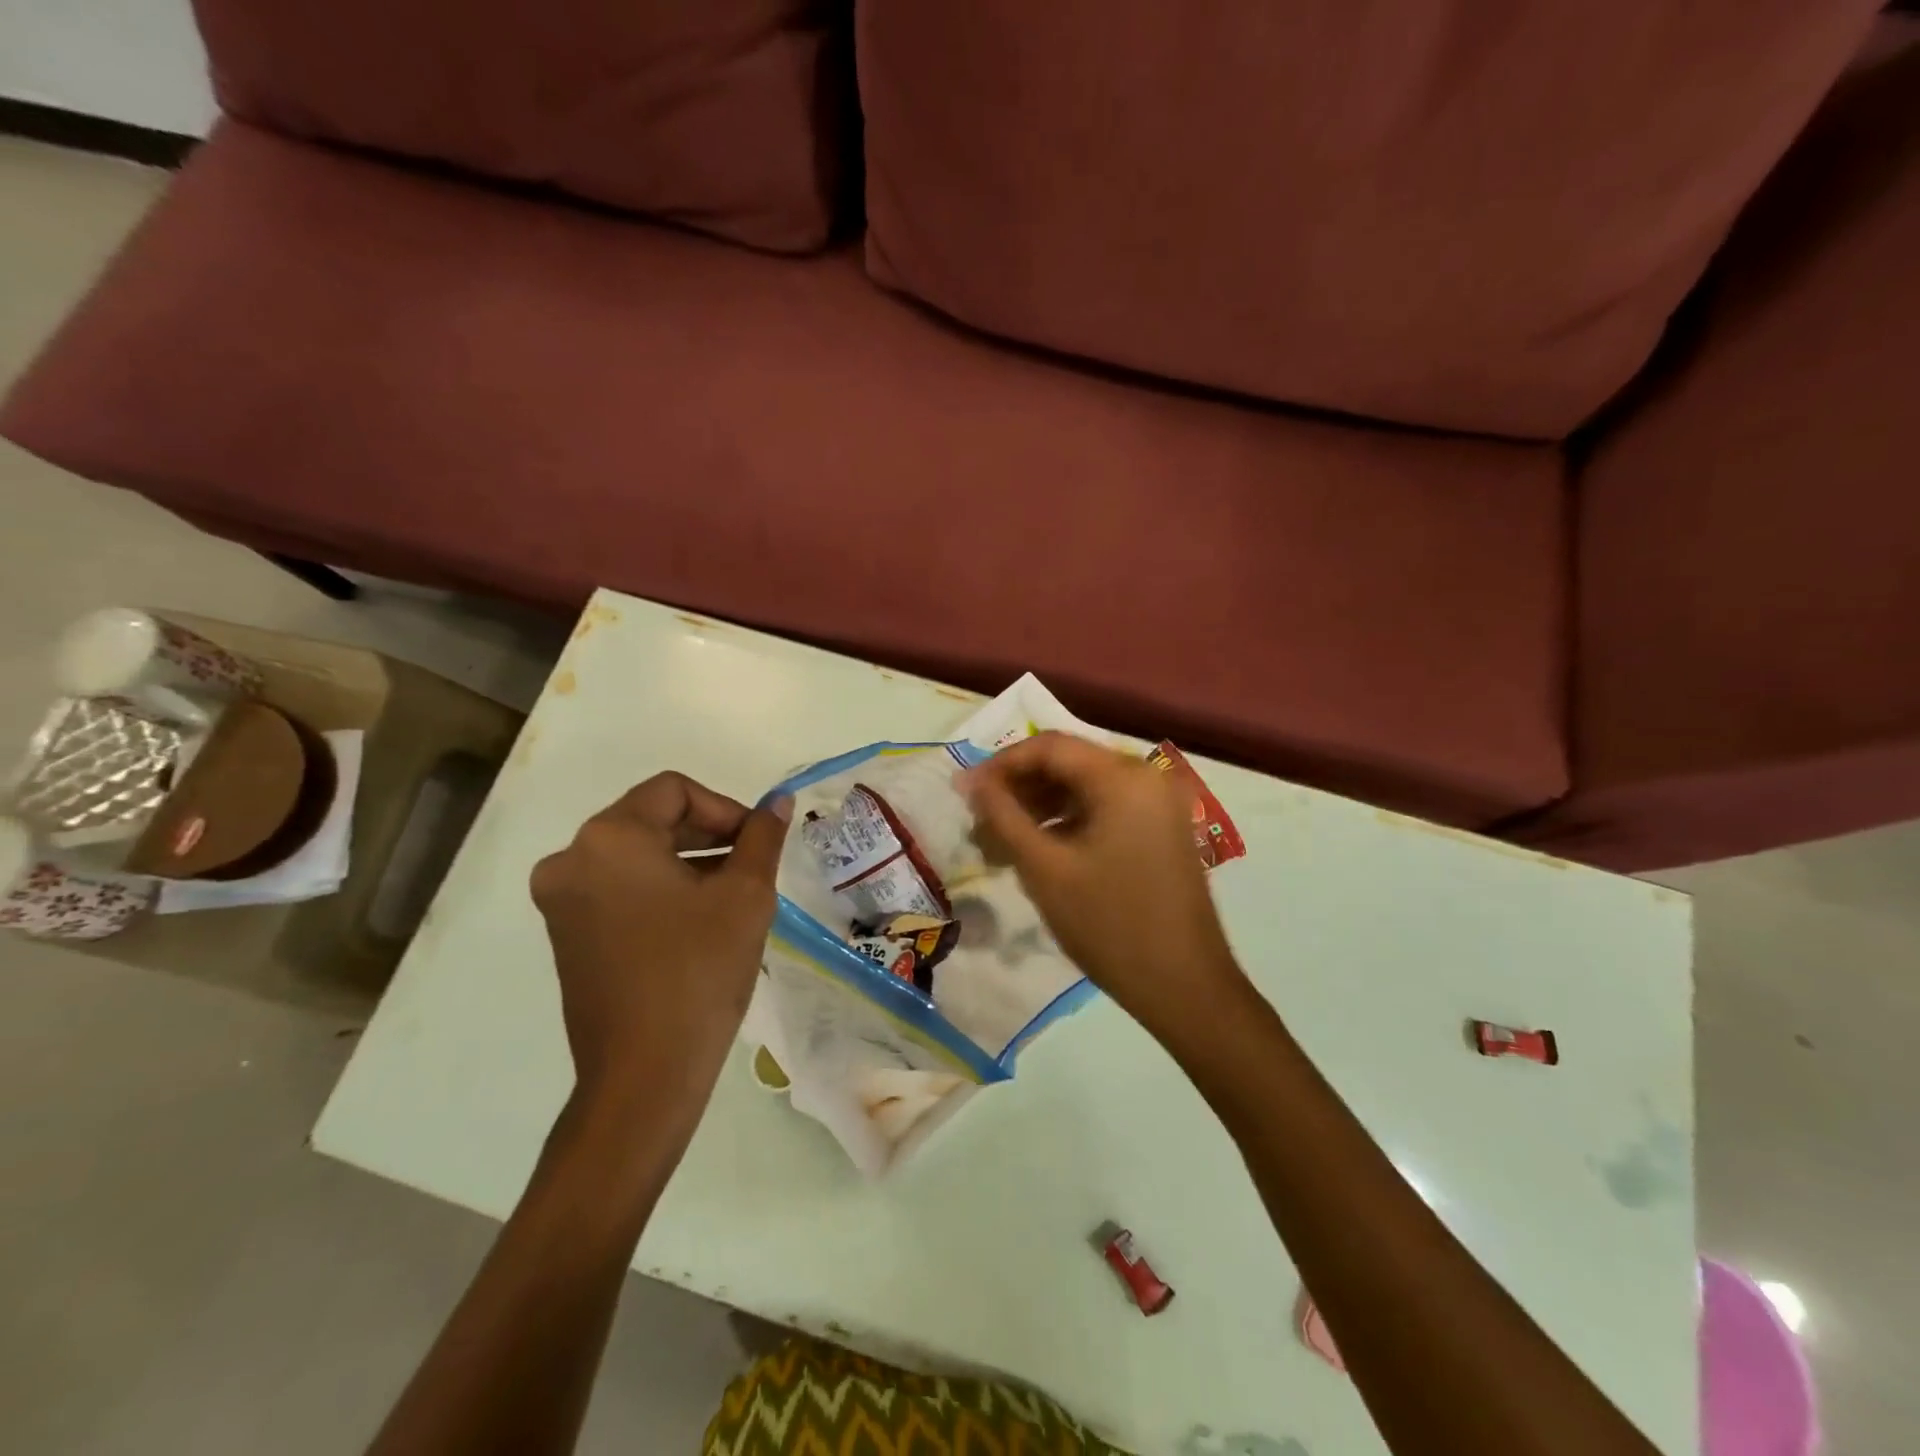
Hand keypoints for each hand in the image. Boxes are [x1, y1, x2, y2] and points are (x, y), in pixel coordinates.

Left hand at [530, 773, 790, 1121]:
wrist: (644, 1074)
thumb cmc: (699, 972)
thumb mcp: (746, 895)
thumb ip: (763, 837)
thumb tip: (779, 801)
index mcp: (610, 839)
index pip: (674, 791)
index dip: (725, 808)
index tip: (756, 843)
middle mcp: (572, 859)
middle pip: (651, 818)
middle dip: (708, 834)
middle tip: (751, 866)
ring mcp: (561, 899)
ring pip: (636, 854)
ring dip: (687, 861)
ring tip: (731, 896)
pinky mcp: (565, 933)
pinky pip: (619, 886)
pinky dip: (659, 888)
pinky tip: (697, 921)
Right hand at [959, 732, 1243, 1035]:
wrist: (1184, 987)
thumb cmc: (1108, 924)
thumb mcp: (1045, 868)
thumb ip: (1003, 816)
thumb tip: (969, 781)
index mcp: (1123, 777)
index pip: (1049, 747)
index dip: (1001, 765)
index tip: (966, 794)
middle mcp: (1146, 777)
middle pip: (1069, 764)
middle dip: (1020, 789)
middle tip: (980, 822)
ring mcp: (1159, 804)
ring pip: (1086, 788)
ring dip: (1041, 808)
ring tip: (1002, 842)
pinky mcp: (1162, 830)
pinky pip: (1106, 809)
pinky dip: (1069, 822)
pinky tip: (1039, 850)